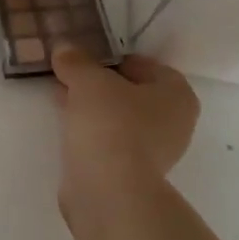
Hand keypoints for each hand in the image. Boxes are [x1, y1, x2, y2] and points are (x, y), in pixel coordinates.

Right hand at [52, 47, 199, 198]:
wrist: (109, 191)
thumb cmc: (111, 124)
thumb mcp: (88, 81)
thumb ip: (76, 61)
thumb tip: (64, 48)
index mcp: (177, 93)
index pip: (143, 64)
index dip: (110, 58)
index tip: (81, 59)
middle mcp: (174, 122)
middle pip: (130, 92)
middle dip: (98, 84)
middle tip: (68, 76)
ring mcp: (155, 151)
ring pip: (118, 118)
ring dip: (92, 108)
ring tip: (60, 98)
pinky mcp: (132, 173)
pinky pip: (109, 140)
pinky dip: (91, 131)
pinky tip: (67, 126)